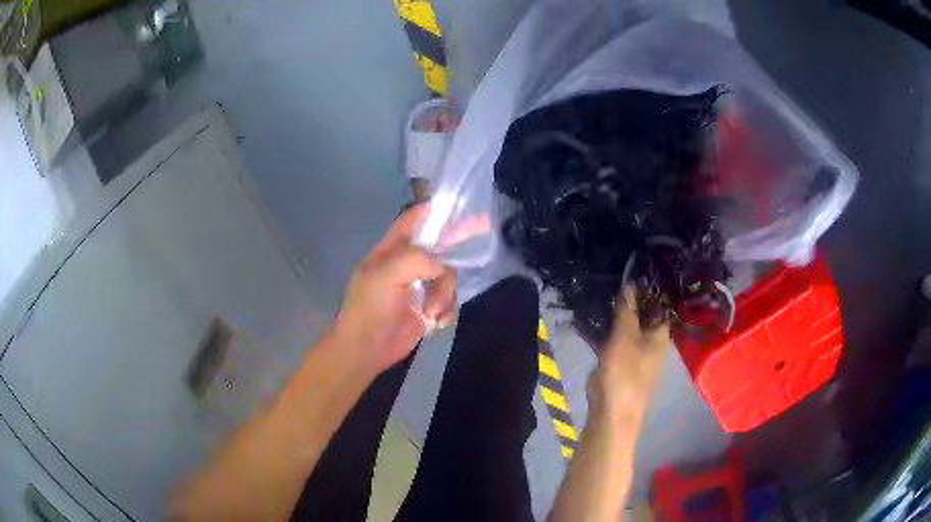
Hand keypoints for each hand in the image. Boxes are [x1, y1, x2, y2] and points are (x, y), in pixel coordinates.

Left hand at [334, 204, 456, 375]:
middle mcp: (407, 264)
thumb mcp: (385, 275)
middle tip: (484, 224)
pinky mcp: (428, 307)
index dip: (432, 210)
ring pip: (448, 276)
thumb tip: (441, 265)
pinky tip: (435, 322)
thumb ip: (415, 259)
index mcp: (391, 250)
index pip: (412, 221)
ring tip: (431, 311)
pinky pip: (449, 300)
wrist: (367, 350)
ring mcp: (419, 286)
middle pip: (438, 246)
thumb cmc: (369, 309)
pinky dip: (446, 311)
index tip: (457, 204)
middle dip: (457, 240)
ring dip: (444, 294)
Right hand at [588, 287, 670, 420]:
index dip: (650, 289)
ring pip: (625, 327)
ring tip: (599, 292)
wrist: (611, 410)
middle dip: (629, 300)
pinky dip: (603, 330)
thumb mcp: (625, 335)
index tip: (634, 272)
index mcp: (660, 335)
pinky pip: (612, 340)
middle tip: (612, 279)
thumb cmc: (625, 371)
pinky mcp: (617, 361)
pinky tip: (589, 318)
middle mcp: (650, 342)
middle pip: (642, 315)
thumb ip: (627, 309)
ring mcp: (633, 352)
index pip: (659, 306)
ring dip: (614, 314)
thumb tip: (630, 282)